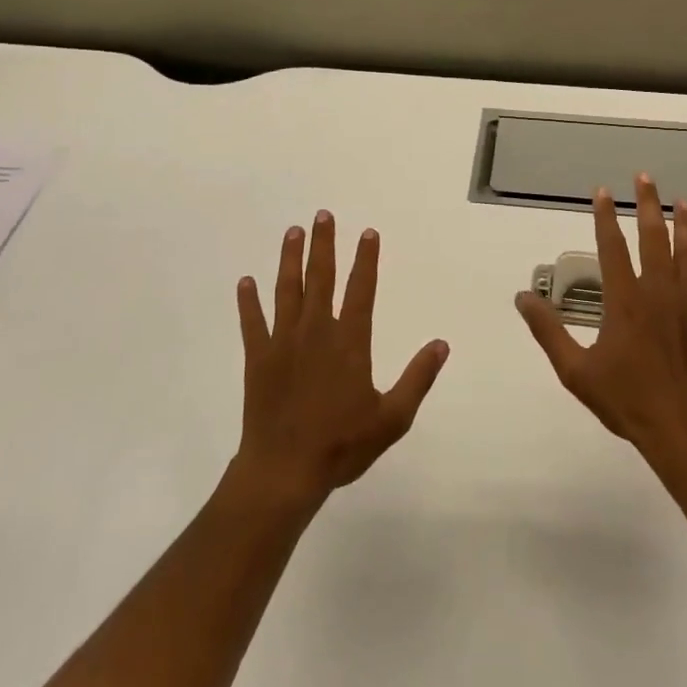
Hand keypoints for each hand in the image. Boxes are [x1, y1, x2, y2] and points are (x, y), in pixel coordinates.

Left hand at [235, 212, 448, 510]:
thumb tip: (441, 344)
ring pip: (287, 290)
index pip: (361, 290)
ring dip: (290, 259)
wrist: (284, 471)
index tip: (368, 232)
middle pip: (322, 278)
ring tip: (293, 232)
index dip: (366, 260)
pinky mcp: (258, 358)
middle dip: (324, 245)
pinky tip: (245, 281)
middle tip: (323, 215)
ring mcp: (283, 342)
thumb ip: (418, 378)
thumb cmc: (342, 445)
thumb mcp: (392, 418)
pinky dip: (248, 302)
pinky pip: (252, 323)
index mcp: (349, 343)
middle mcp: (316, 332)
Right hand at [517, 174, 686, 458]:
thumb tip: (522, 297)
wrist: (681, 431)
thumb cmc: (625, 400)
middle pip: (653, 239)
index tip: (602, 192)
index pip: (611, 247)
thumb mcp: (574, 370)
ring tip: (683, 203)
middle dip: (648, 205)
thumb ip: (548, 330)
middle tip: (645, 177)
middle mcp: (659, 293)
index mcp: (624, 300)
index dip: (605, 217)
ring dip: (686, 227)